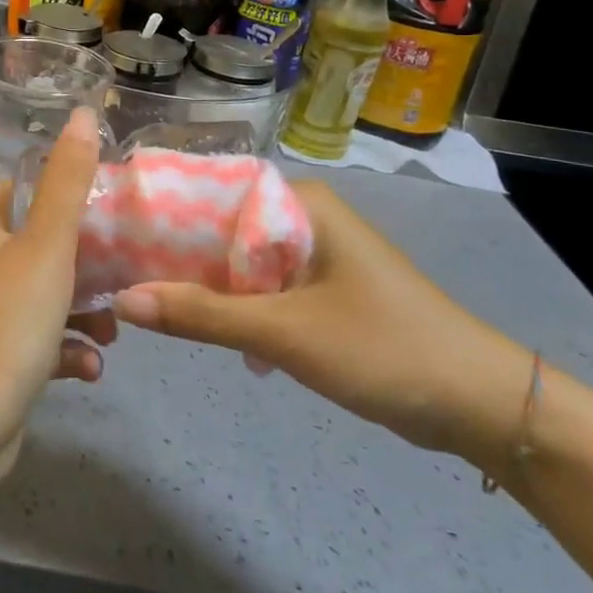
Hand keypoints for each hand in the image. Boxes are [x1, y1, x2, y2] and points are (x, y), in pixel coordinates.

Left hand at [0, 107, 114, 479]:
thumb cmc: (10, 320)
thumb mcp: (48, 243)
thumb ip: (67, 181)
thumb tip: (82, 112)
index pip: (5, 194)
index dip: (38, 184)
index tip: (84, 188)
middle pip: (36, 252)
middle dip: (81, 262)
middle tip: (118, 271)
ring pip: (47, 304)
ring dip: (84, 314)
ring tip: (111, 333)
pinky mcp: (1, 368)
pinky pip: (45, 350)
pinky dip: (70, 355)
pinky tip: (90, 371)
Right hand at [112, 180, 531, 468]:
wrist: (481, 405)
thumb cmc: (383, 347)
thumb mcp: (285, 332)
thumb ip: (202, 315)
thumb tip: (123, 300)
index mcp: (298, 203)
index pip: (210, 186)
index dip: (160, 206)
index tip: (111, 227)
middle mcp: (301, 218)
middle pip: (219, 225)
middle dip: (173, 251)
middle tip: (116, 268)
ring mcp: (312, 255)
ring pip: (236, 260)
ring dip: (200, 282)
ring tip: (145, 297)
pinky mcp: (320, 291)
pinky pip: (259, 287)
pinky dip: (232, 305)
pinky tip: (205, 331)